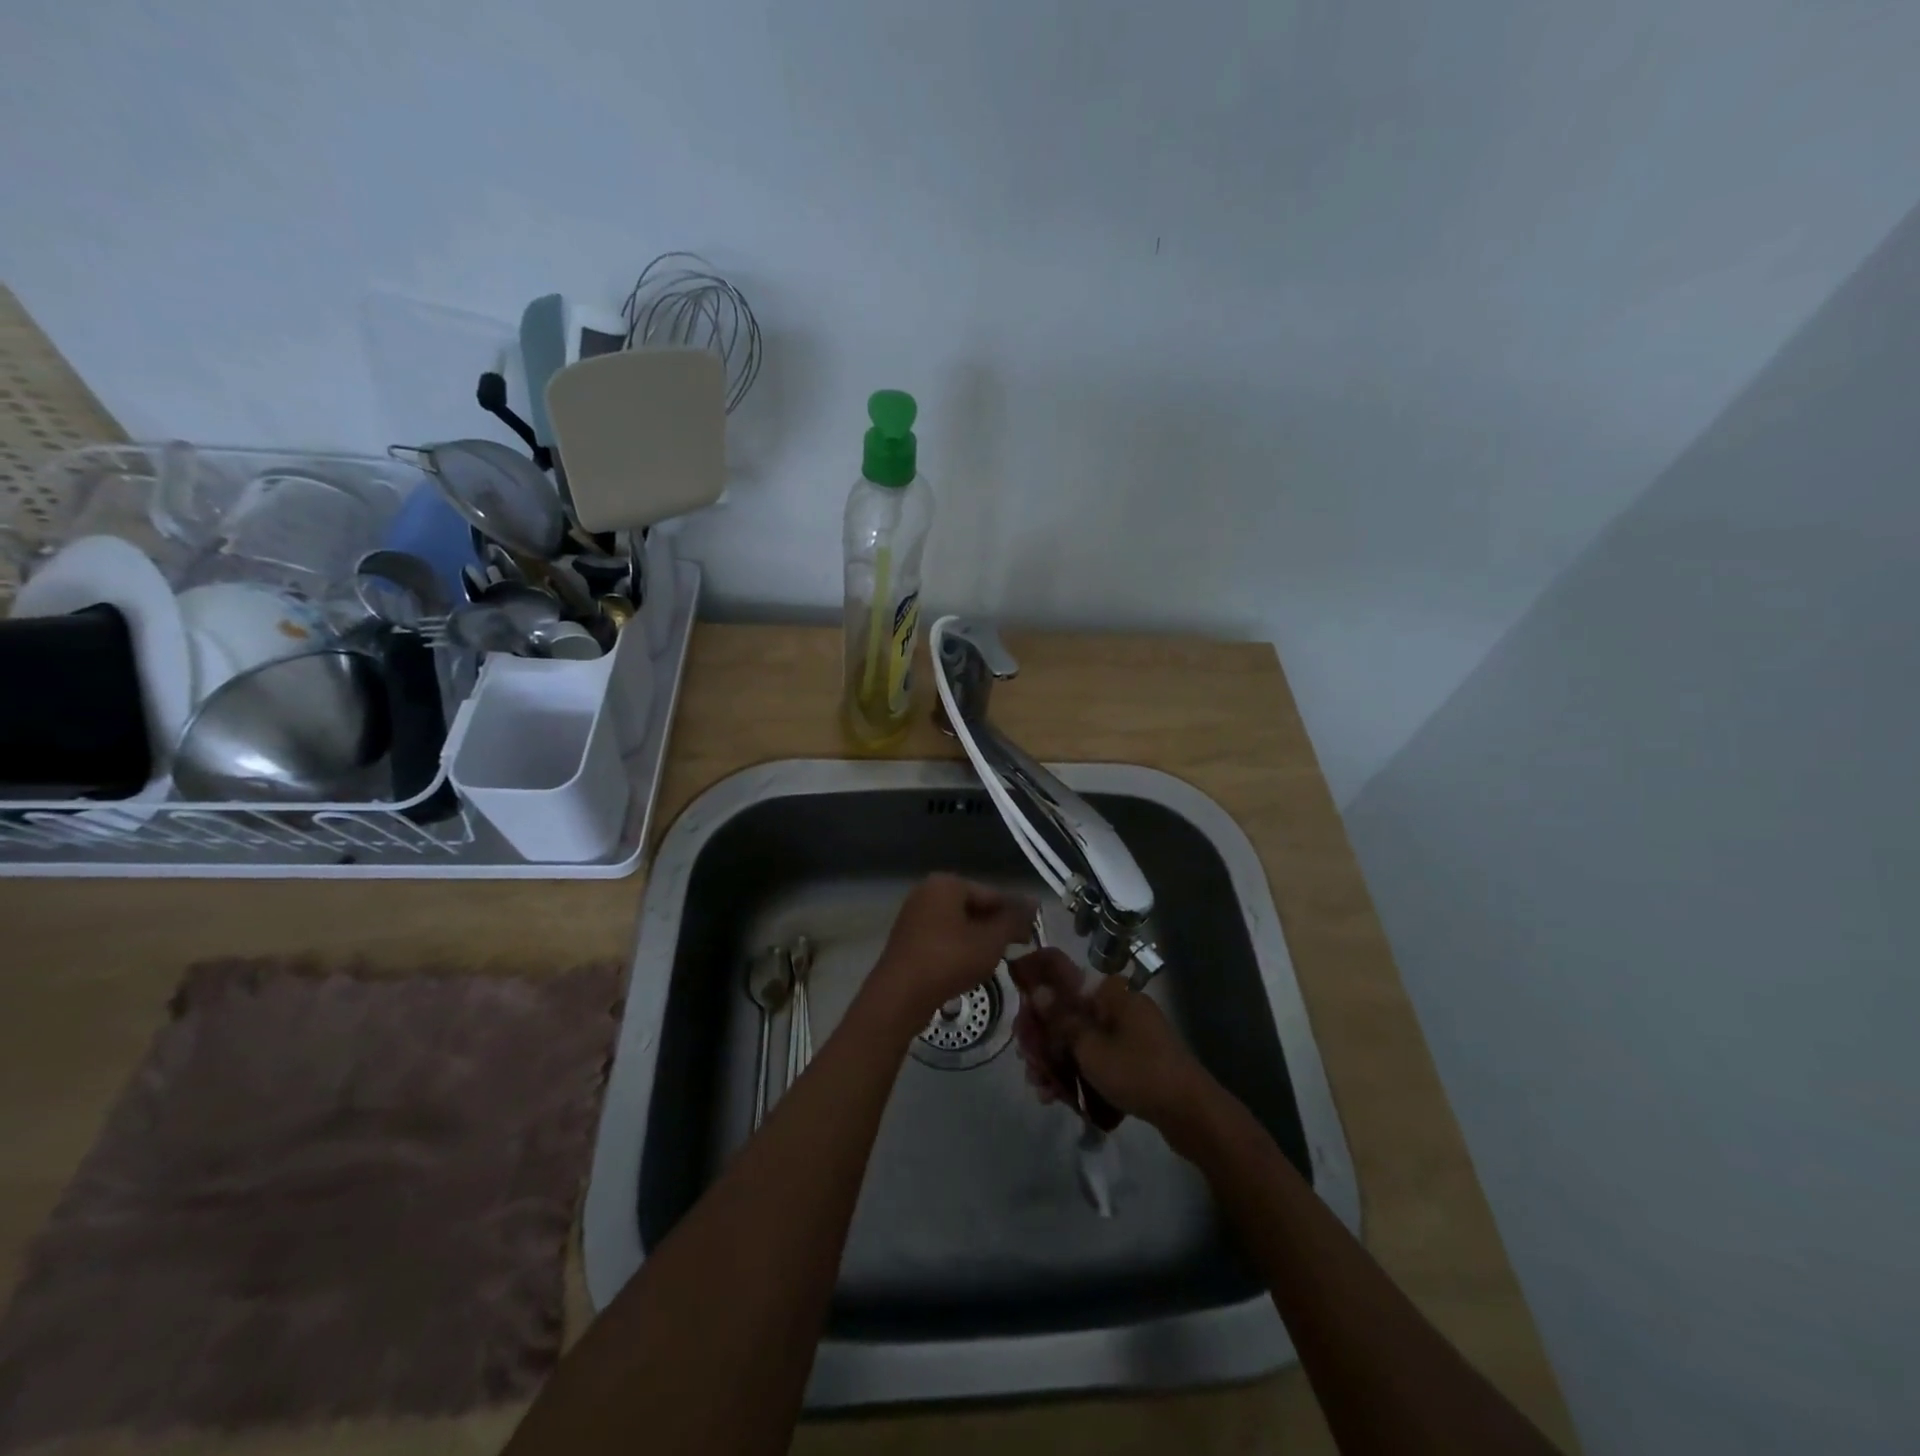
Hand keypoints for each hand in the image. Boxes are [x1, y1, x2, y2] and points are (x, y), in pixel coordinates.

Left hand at [865, 874, 1037, 1034]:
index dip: (1014, 916)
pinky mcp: (908, 940)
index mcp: (946, 884)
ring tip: (994, 963)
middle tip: (1015, 952)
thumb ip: (1014, 919)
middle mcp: (927, 892)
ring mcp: (914, 916)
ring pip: (959, 925)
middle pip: (974, 907)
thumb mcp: (990, 940)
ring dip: (978, 941)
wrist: (899, 996)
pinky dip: (959, 950)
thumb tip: (1034, 901)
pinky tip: (968, 969)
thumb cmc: (949, 960)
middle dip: (995, 929)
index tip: (1029, 939)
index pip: (992, 894)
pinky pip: (943, 938)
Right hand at [1009, 948, 1213, 1131]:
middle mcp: (1117, 1006)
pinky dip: (1076, 1073)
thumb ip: (1061, 1020)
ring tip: (1039, 1087)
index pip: (1064, 975)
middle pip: (1068, 1012)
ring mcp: (1126, 1033)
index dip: (1036, 987)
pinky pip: (1095, 1058)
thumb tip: (1037, 990)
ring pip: (1079, 1039)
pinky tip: (1056, 1097)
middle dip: (1043, 1038)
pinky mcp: (1132, 1059)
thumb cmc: (1138, 1071)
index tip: (1017, 1009)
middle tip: (1026, 1062)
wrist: (1191, 1114)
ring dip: (1055, 1061)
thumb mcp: (1091, 1048)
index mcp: (1110, 992)